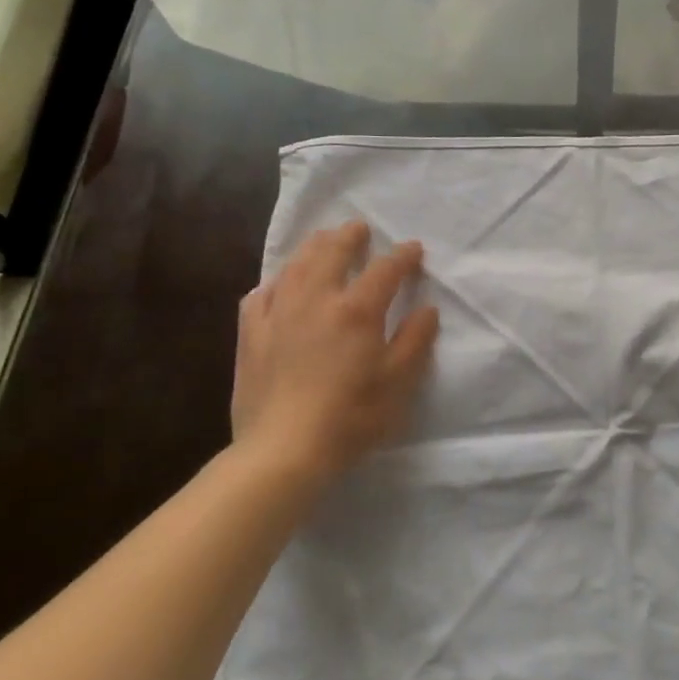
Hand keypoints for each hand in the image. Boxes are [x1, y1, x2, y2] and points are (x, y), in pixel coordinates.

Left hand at [231, 221, 439, 491]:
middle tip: (359, 228)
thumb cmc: (350, 417)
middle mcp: (316, 301)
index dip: (402, 256)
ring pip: (294, 267)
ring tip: (323, 240)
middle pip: (332, 253)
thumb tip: (426, 309)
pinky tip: (279, 286)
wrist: (283, 451)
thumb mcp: (398, 382)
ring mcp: (278, 315)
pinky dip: (275, 283)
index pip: (385, 270)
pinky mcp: (251, 336)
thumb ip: (415, 340)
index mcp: (357, 310)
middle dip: (349, 236)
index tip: (413, 249)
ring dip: (312, 248)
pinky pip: (260, 296)